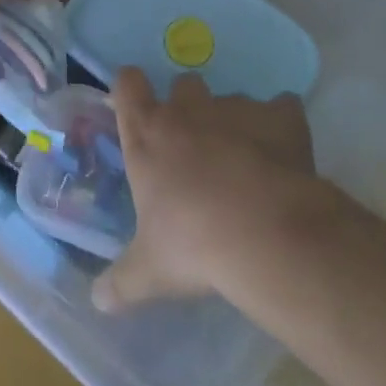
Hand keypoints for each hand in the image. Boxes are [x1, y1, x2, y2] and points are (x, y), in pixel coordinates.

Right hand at [93, 69, 317, 312]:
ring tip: (247, 161)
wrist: (266, 234)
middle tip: (195, 144)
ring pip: (232, 99)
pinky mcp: (280, 118)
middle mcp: (188, 111)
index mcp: (148, 135)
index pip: (128, 84)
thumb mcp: (150, 270)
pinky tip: (287, 154)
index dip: (131, 88)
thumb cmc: (194, 245)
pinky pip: (283, 108)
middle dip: (189, 105)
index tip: (136, 105)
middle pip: (184, 84)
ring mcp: (236, 109)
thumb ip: (121, 282)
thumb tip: (98, 301)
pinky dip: (283, 125)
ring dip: (235, 121)